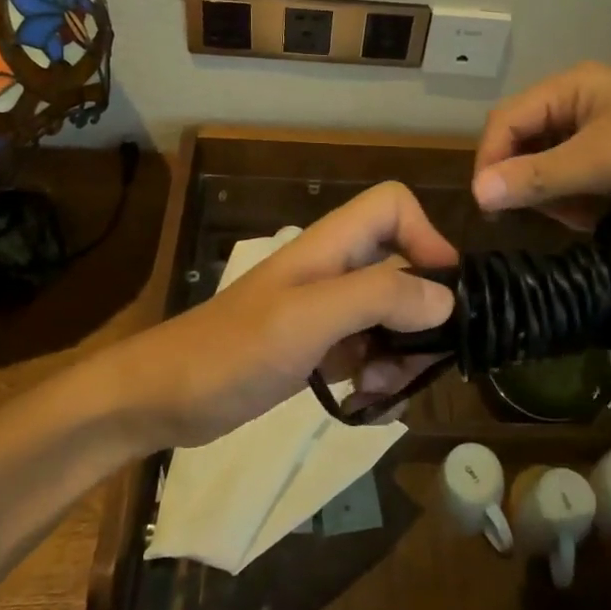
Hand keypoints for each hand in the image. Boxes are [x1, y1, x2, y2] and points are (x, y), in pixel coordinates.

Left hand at [111, 182, 458, 447]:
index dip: (426, 236)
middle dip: (420, 314)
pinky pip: (372, 351)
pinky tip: (364, 403)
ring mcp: (327, 310)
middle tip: (416, 361)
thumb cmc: (232, 350)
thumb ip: (377, 297)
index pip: (393, 205)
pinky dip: (379, 376)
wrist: (164, 398)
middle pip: (404, 266)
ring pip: (393, 315)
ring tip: (380, 391)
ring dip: (401, 354)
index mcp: (331, 246)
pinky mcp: (320, 348)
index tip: (442, 293)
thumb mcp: (307, 319)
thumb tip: (446, 298)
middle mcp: (336, 269)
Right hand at [472, 62, 610, 227]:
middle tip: (558, 213)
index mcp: (571, 87)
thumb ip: (538, 176)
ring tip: (591, 215)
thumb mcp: (602, 162)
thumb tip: (477, 193)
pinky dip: (582, 202)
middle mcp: (578, 104)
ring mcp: (599, 132)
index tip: (488, 207)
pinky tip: (606, 214)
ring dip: (561, 197)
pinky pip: (577, 181)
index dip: (490, 160)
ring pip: (550, 168)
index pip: (506, 120)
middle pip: (525, 144)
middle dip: (534, 183)